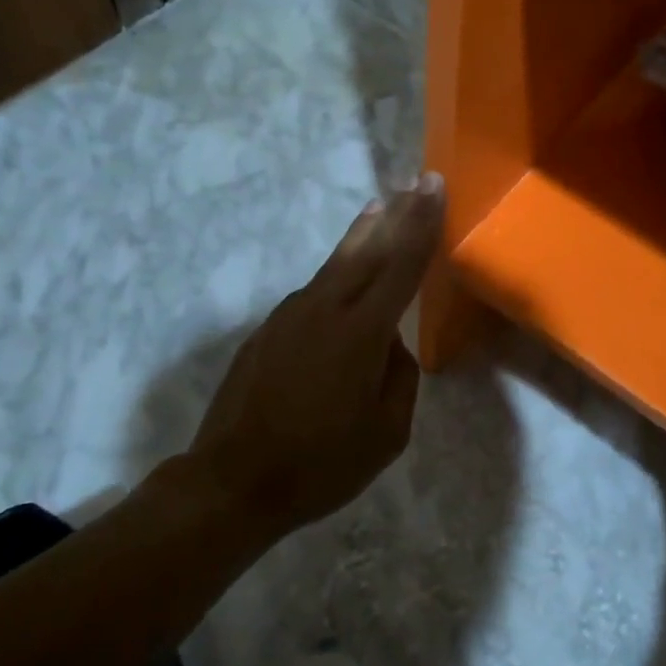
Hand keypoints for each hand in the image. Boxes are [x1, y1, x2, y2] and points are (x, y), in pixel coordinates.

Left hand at [167, 175, 445, 534]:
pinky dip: (338, 274)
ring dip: (363, 235)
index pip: (402, 264)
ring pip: (336, 264)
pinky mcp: (268, 329)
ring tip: (379, 208)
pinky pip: (314, 292)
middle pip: (367, 248)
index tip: (433, 185)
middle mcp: (325, 309)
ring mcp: (290, 315)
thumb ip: (400, 377)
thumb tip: (389, 345)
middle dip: (395, 213)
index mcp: (362, 332)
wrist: (232, 482)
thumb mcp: (388, 433)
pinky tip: (346, 280)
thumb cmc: (321, 464)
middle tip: (413, 183)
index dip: (422, 222)